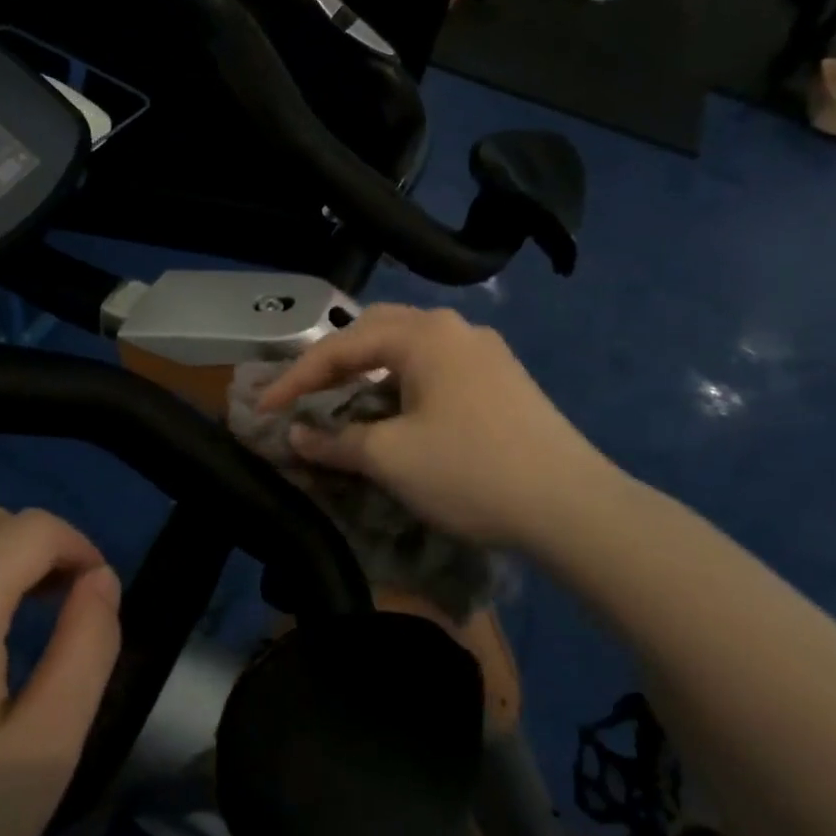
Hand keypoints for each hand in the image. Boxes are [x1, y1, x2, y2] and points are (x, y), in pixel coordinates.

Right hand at [261, 305, 619, 550]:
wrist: (573, 506)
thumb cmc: (471, 472)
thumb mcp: (390, 458)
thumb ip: (334, 441)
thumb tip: (294, 437)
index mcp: (423, 335)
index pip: (341, 347)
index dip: (295, 380)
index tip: (262, 410)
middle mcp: (454, 328)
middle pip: (375, 331)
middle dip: (334, 361)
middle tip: (305, 393)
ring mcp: (485, 351)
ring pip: (409, 347)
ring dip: (370, 369)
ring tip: (346, 400)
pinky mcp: (503, 378)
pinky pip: (436, 366)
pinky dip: (403, 381)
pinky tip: (399, 410)